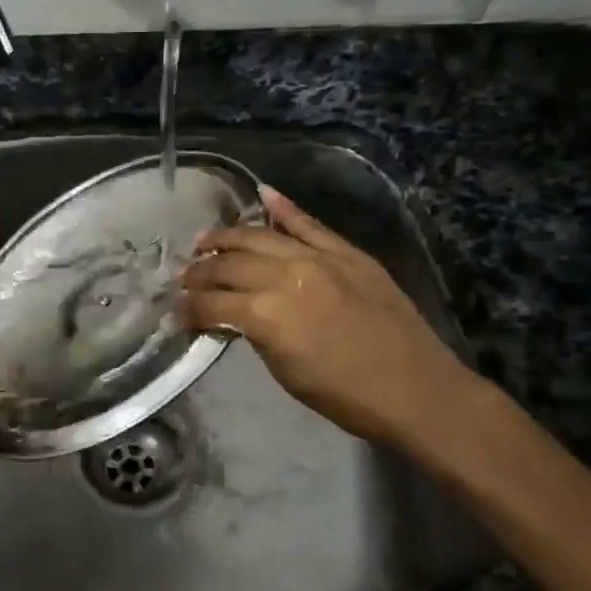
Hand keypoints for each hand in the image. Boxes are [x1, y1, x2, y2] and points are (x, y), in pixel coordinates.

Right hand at [179, 188, 483, 455]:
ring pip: (261, 236)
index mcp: (266, 315)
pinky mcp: (347, 253)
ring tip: (206, 242)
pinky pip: (309, 223)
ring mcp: (319, 258)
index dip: (188, 309)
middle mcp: (286, 276)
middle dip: (200, 271)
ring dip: (228, 237)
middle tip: (183, 277)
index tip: (174, 315)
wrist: (415, 390)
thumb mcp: (284, 372)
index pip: (212, 303)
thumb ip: (256, 335)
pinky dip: (285, 207)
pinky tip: (262, 193)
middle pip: (230, 264)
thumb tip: (236, 317)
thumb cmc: (344, 396)